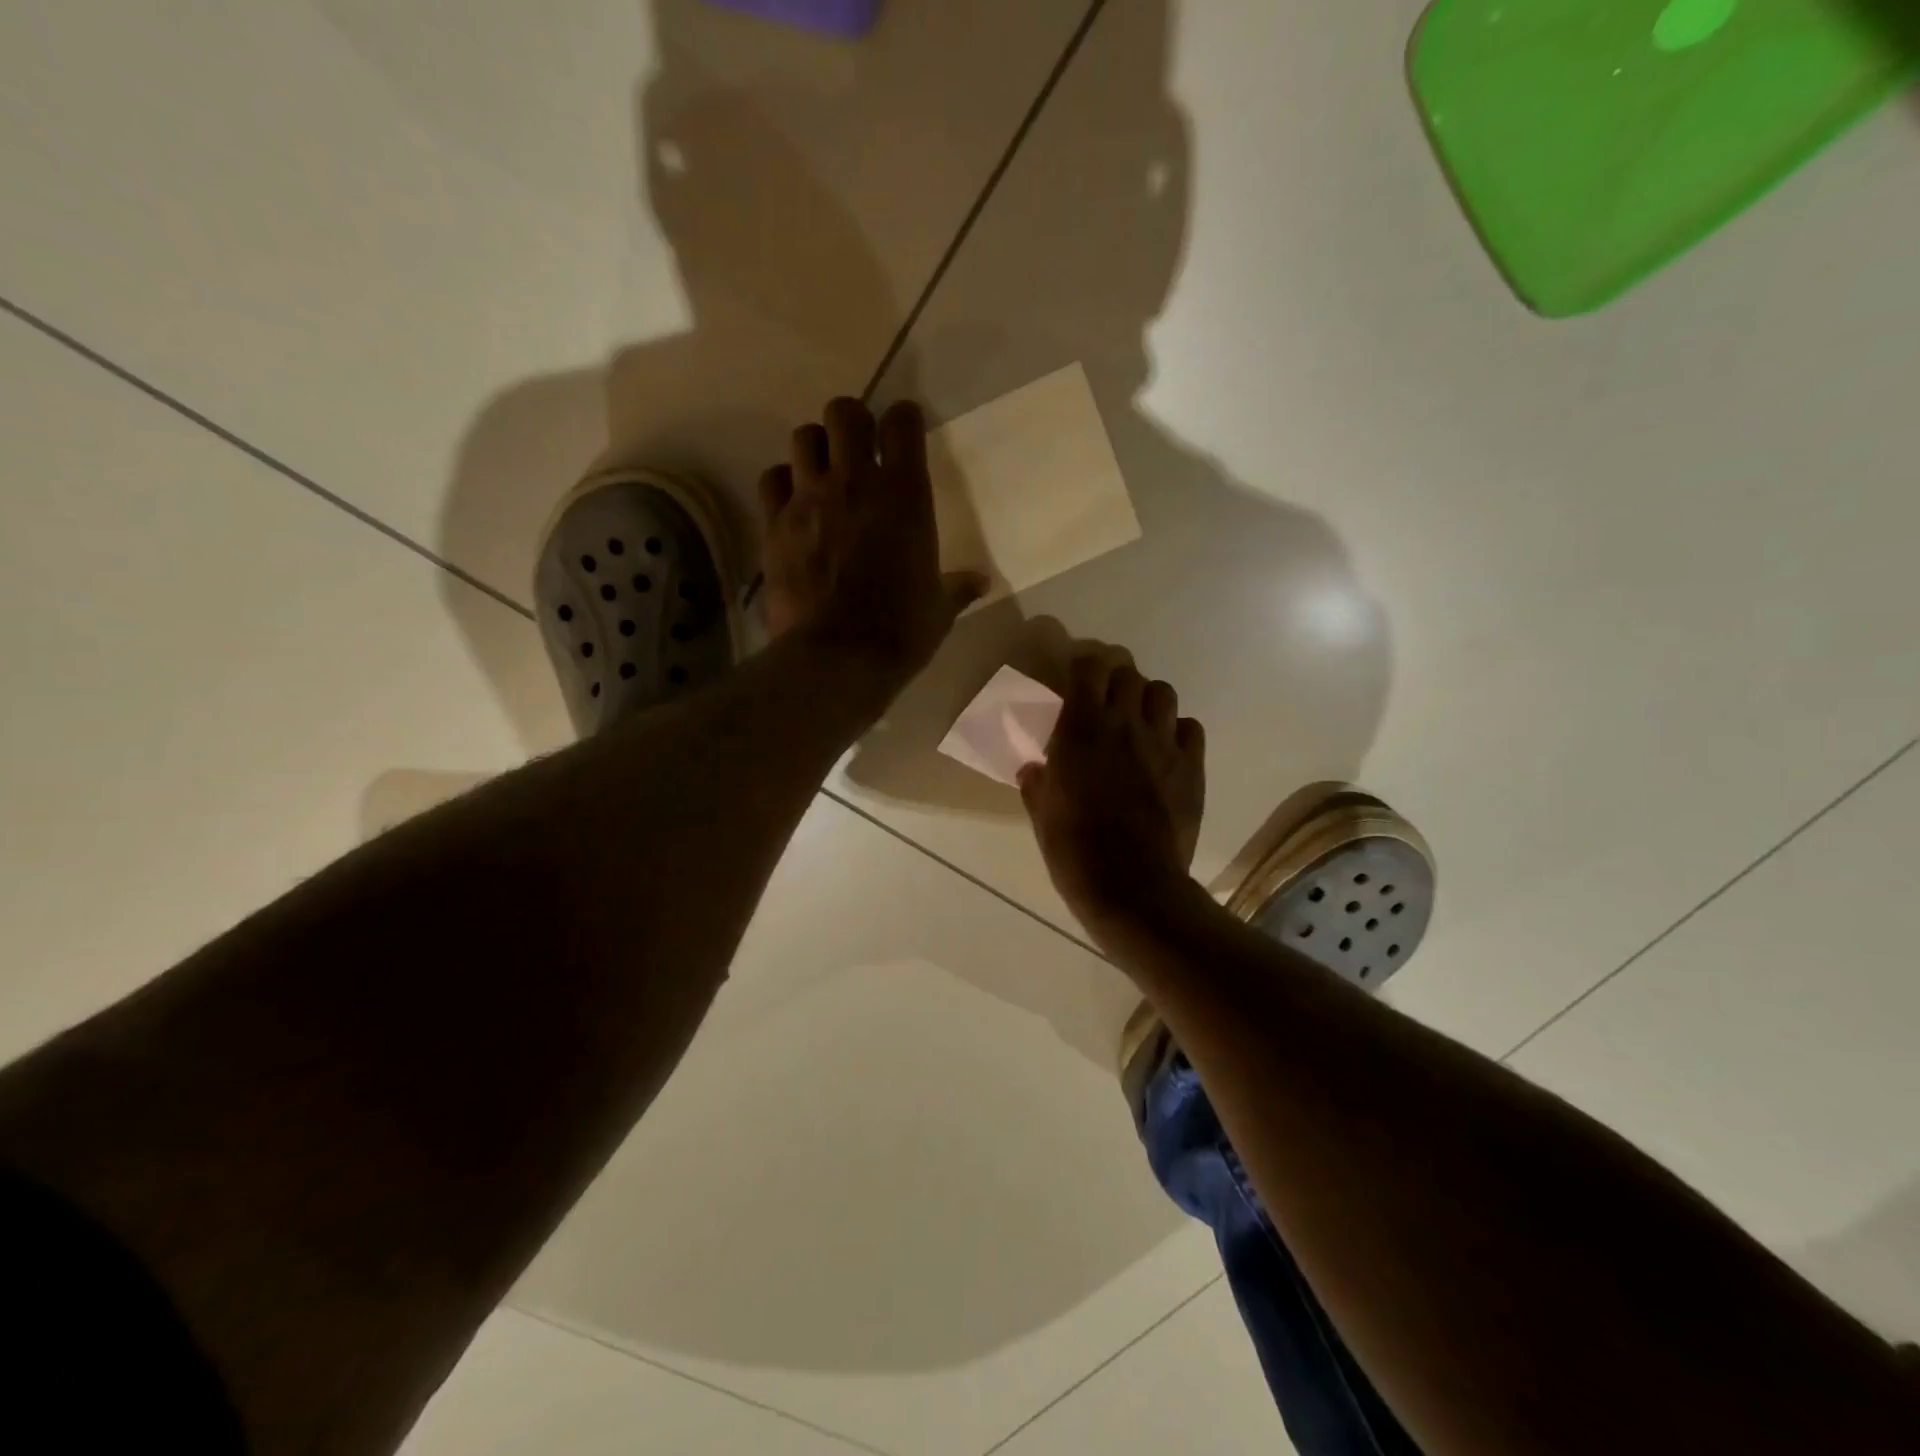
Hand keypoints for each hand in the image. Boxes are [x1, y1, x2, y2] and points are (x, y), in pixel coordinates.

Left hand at [760, 397, 985, 699]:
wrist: (838, 657)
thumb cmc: (900, 631)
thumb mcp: (939, 610)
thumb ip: (957, 588)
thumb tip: (981, 582)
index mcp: (905, 494)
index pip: (902, 421)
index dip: (904, 419)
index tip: (905, 432)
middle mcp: (854, 482)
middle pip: (844, 412)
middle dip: (853, 422)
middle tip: (859, 448)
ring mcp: (808, 499)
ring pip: (804, 437)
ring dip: (816, 449)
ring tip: (824, 474)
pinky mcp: (774, 524)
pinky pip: (772, 479)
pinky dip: (783, 484)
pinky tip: (793, 505)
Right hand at [1018, 645, 1205, 945]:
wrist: (1132, 886)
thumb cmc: (1075, 851)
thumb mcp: (1042, 815)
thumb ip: (1037, 783)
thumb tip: (1033, 769)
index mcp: (1081, 730)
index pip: (1088, 667)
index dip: (1082, 665)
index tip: (1075, 676)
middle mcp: (1124, 724)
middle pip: (1128, 673)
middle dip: (1115, 680)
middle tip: (1106, 701)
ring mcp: (1163, 744)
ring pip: (1163, 692)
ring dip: (1147, 700)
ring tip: (1138, 721)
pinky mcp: (1192, 766)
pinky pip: (1190, 727)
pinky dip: (1177, 731)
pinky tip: (1166, 750)